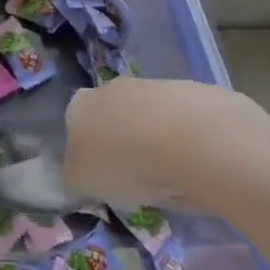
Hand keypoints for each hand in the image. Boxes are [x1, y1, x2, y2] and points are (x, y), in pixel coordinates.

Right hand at [62, 76, 269, 210]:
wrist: (195, 140)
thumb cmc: (127, 163)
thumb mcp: (83, 183)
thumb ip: (74, 177)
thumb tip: (77, 174)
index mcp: (79, 105)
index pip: (74, 130)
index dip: (88, 158)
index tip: (104, 182)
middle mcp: (111, 88)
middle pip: (112, 122)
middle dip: (122, 148)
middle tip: (137, 182)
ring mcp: (153, 86)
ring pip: (147, 122)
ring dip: (155, 147)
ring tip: (171, 181)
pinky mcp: (192, 92)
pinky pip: (181, 125)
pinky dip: (186, 146)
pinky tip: (196, 166)